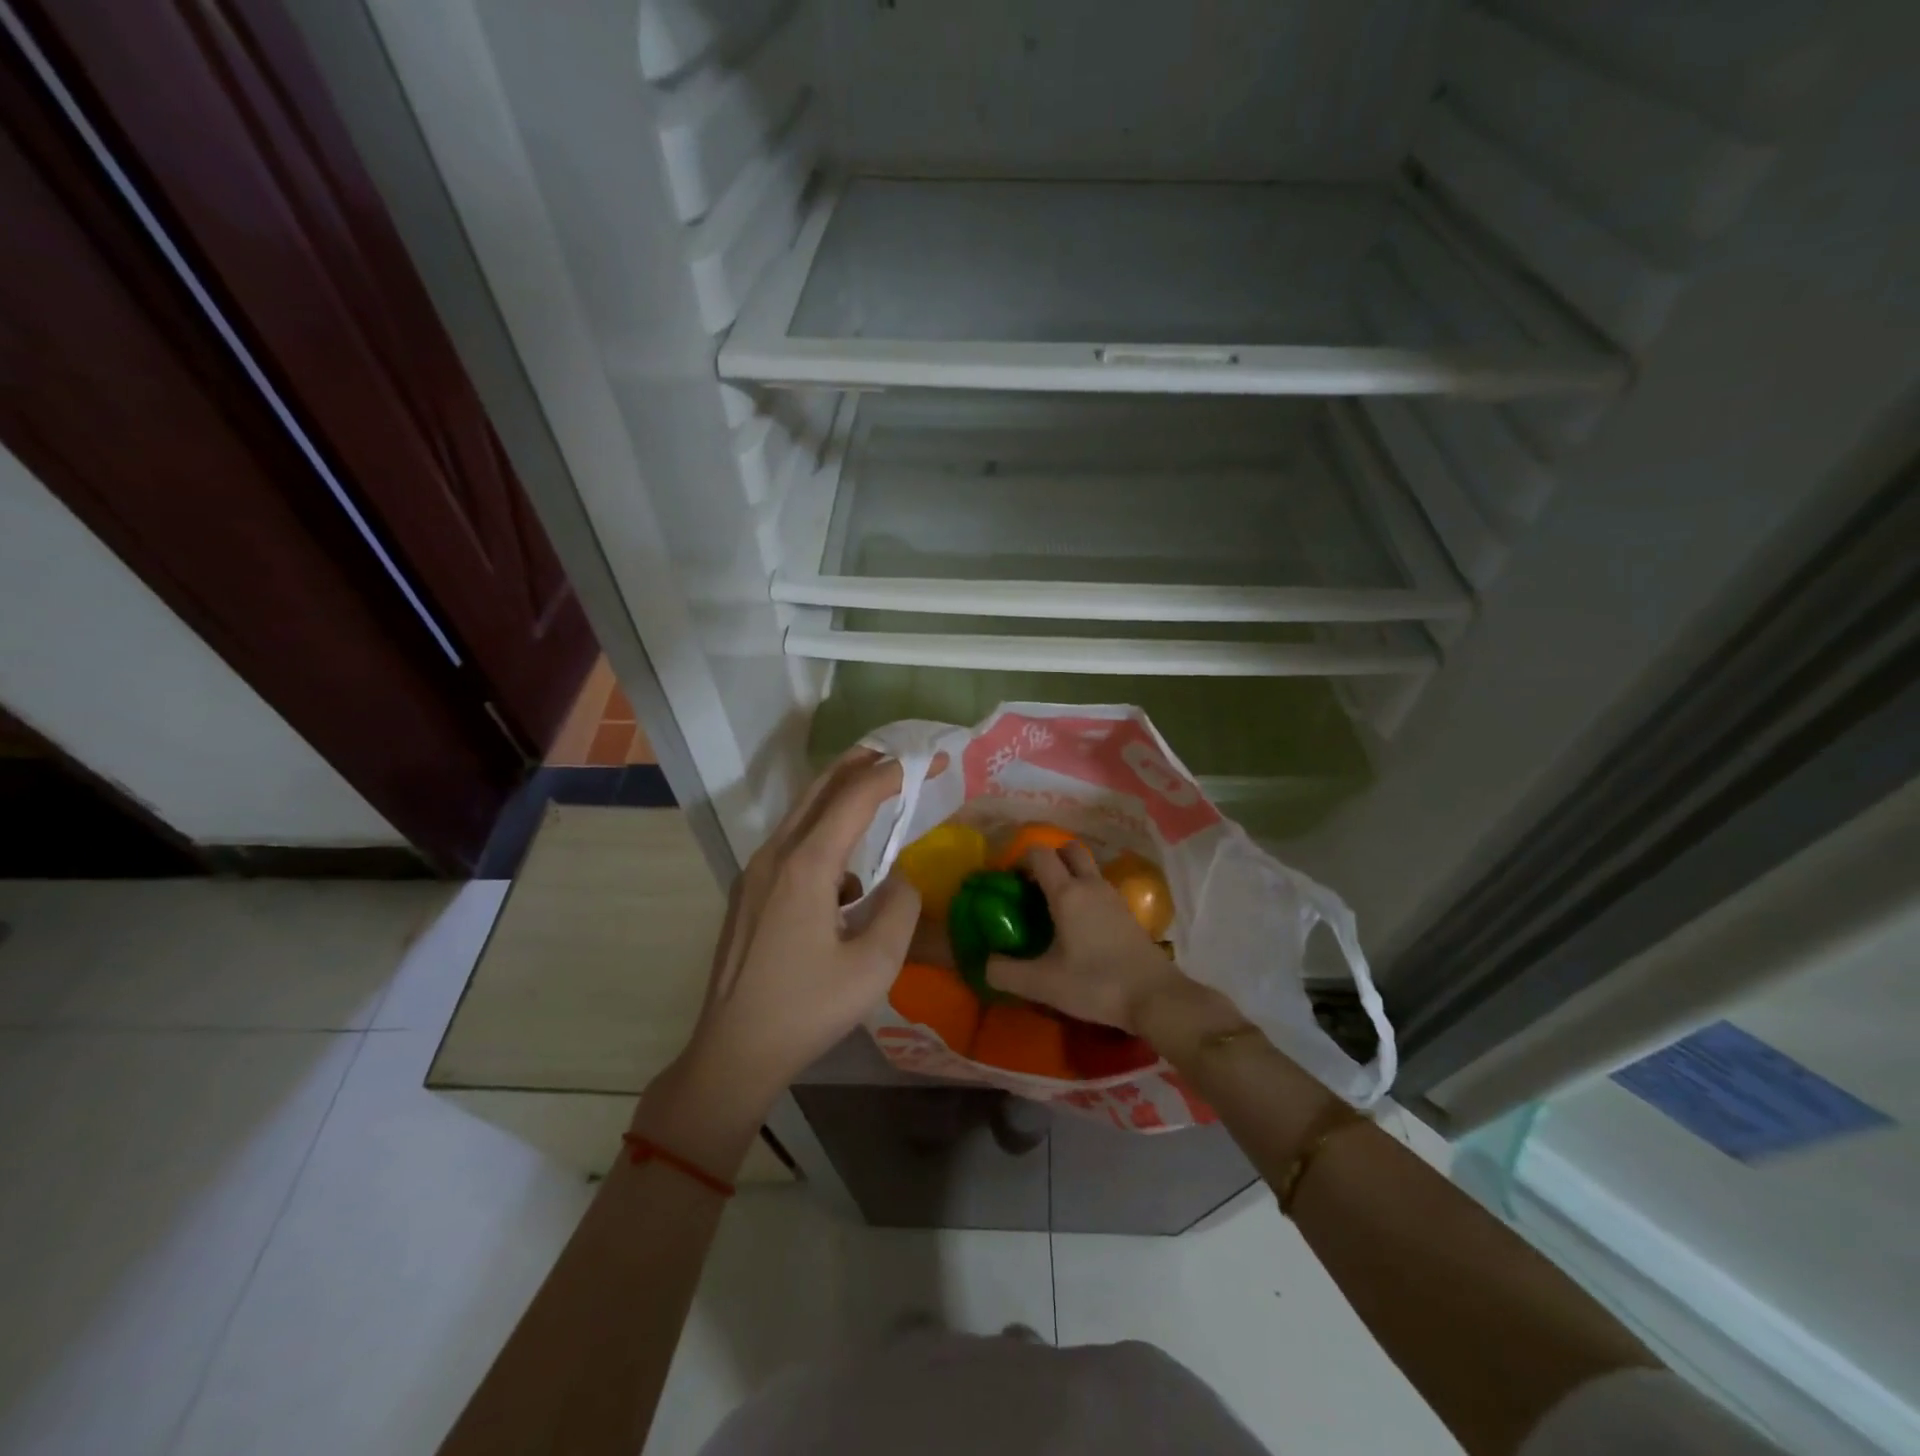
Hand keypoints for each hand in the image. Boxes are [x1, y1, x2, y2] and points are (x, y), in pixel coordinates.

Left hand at [674, 751, 919, 1116]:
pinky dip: (823, 836)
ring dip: (840, 796)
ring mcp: (755, 873)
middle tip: (898, 755)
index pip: (855, 797)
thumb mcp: (875, 965)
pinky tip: (845, 879)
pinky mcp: (749, 892)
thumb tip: (903, 877)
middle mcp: (775, 855)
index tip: (932, 763)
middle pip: (820, 789)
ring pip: (802, 814)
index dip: (895, 773)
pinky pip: (791, 845)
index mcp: (806, 866)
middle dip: (861, 764)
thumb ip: (901, 908)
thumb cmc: (807, 1010)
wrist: (733, 1052)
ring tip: (878, 796)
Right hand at [984, 844, 1185, 1033]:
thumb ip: (1006, 973)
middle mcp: (1091, 885)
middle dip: (1049, 858)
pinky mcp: (1127, 913)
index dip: (1021, 858)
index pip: (1040, 854)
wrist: (1154, 997)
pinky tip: (1079, 924)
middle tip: (1033, 886)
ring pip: (1088, 869)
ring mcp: (1113, 897)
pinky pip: (1100, 888)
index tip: (1008, 879)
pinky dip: (1086, 893)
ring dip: (1069, 875)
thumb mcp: (1043, 983)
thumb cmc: (1095, 983)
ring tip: (1052, 906)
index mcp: (1067, 893)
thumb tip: (985, 964)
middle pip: (1069, 850)